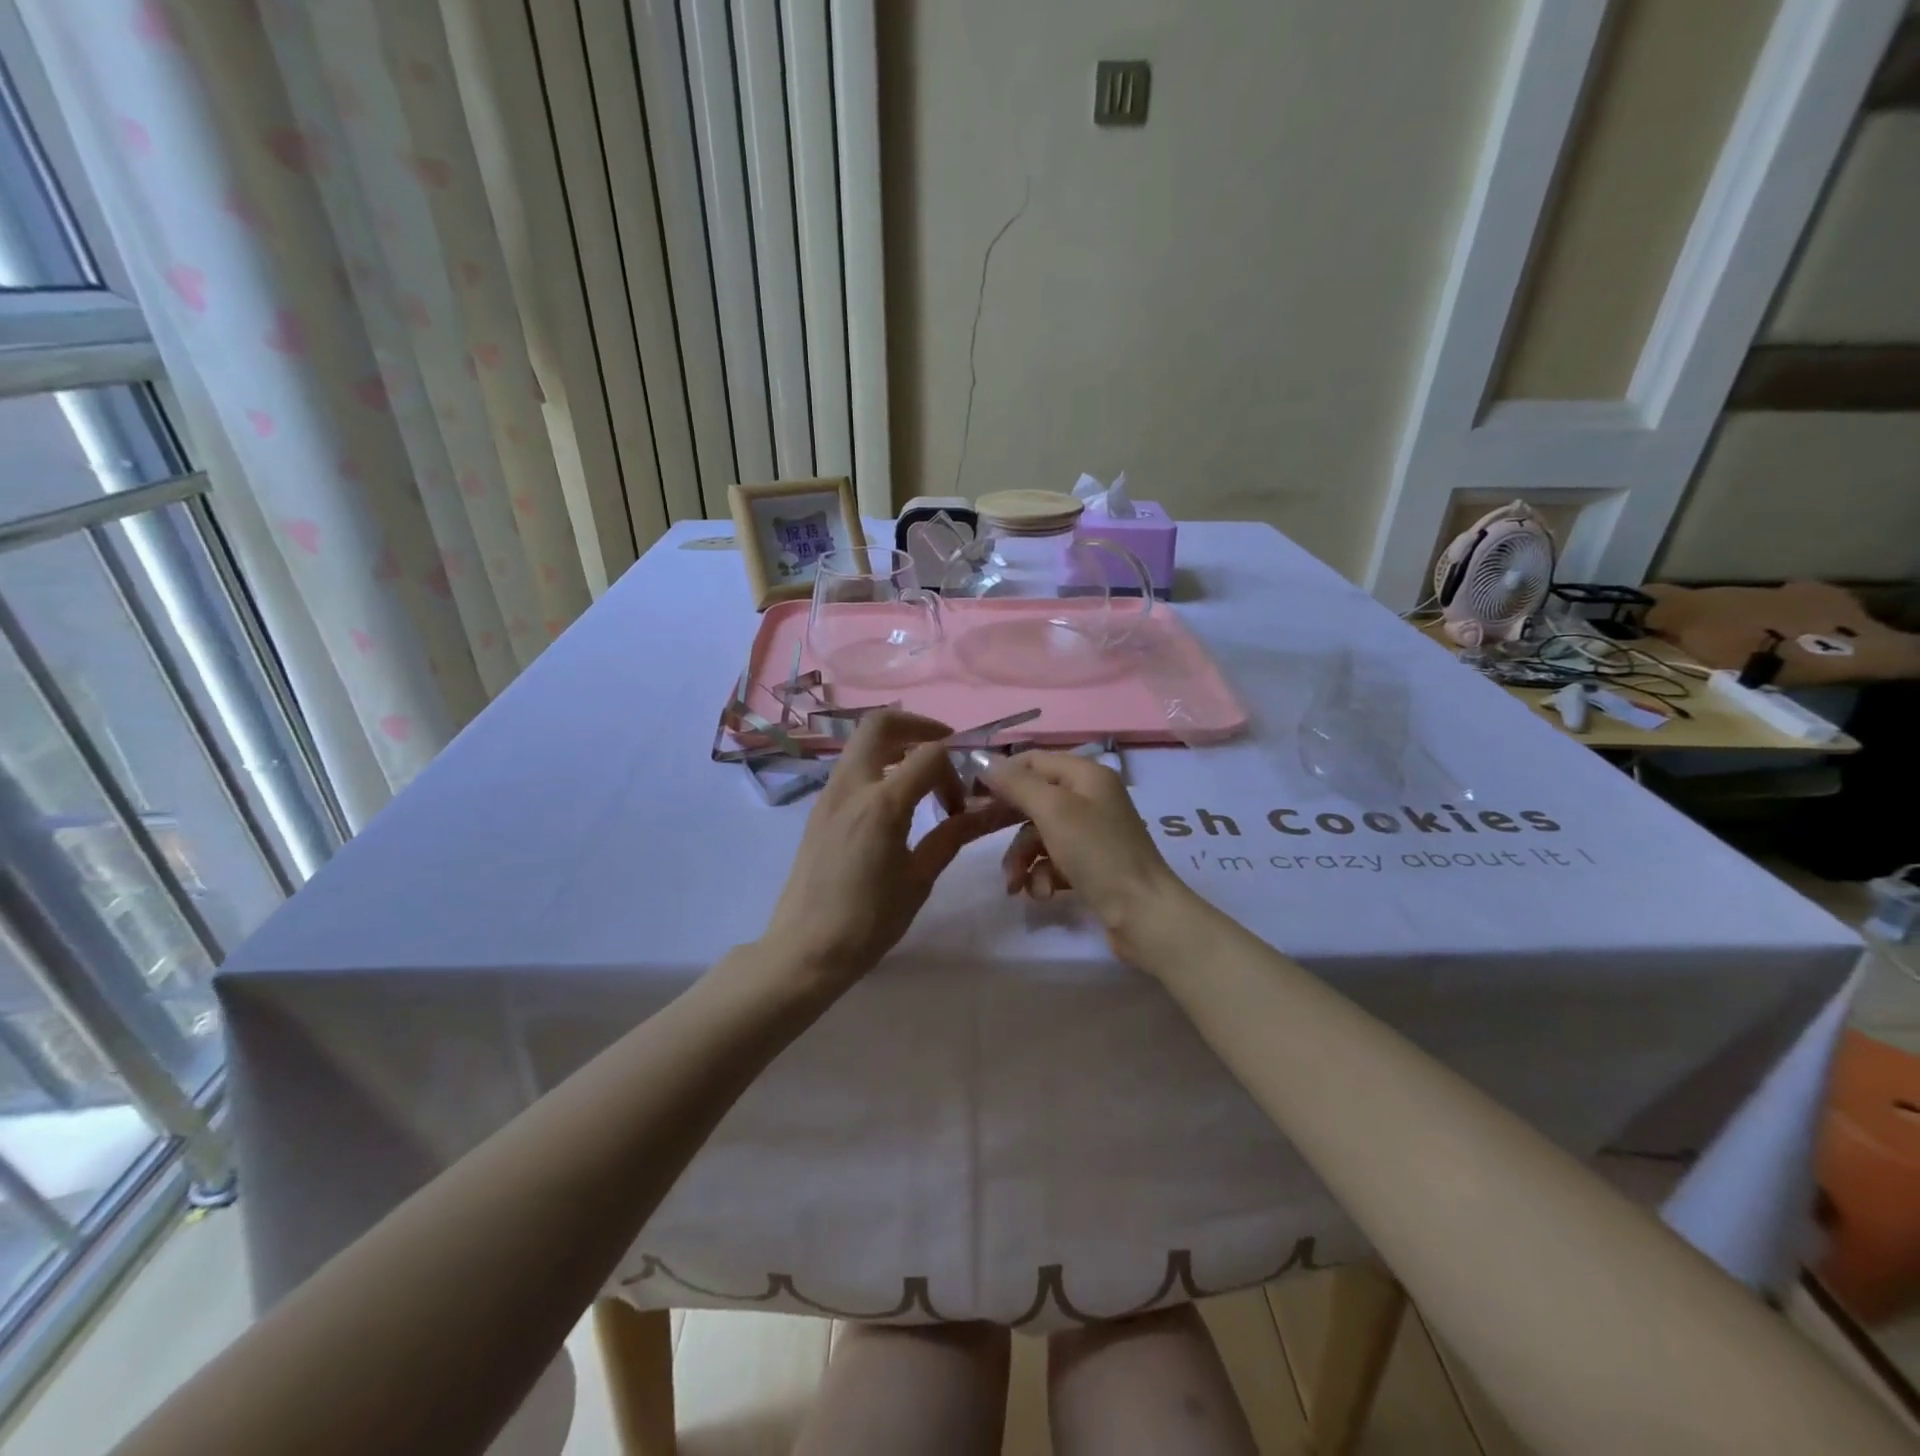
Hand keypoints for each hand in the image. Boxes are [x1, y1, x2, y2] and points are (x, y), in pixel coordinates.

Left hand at [762, 710, 1020, 987]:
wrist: (805, 949)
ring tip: (922, 780)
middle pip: (882, 723)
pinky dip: (878, 765)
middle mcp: (852, 786)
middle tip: (944, 753)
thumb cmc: (869, 921)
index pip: (930, 753)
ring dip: (897, 745)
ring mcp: (829, 794)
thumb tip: (987, 812)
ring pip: (862, 742)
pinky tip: (895, 803)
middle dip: (919, 726)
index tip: (963, 800)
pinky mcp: (819, 808)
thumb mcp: (919, 879)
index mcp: (882, 803)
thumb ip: (952, 836)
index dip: (956, 766)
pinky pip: (851, 767)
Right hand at [982, 751, 1198, 965]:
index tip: (969, 795)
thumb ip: (1017, 784)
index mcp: (1086, 775)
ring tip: (1016, 885)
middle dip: (1007, 822)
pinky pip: (1053, 860)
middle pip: (1034, 798)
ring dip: (1022, 858)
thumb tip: (983, 761)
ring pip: (1038, 834)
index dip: (1001, 774)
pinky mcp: (1090, 865)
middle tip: (978, 834)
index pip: (1032, 760)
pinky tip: (1043, 894)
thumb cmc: (1098, 853)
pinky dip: (1042, 875)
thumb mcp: (1053, 811)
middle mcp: (1090, 798)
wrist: (1144, 915)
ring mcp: (1092, 833)